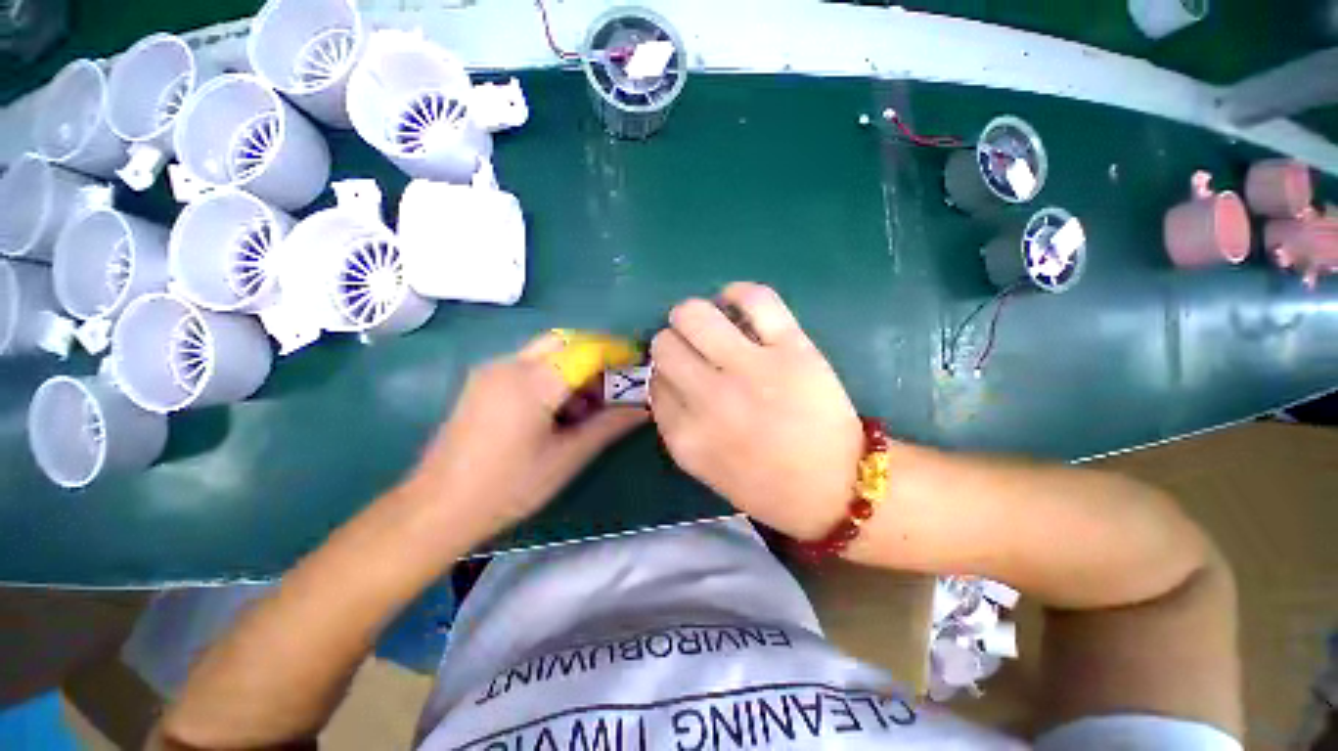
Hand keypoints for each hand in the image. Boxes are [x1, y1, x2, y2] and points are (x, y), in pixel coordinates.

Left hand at [406, 334, 647, 537]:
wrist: (436, 508)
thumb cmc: (508, 487)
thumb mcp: (567, 458)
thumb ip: (608, 426)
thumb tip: (644, 408)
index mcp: (533, 382)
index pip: (586, 350)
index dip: (617, 352)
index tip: (639, 362)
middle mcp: (510, 364)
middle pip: (565, 340)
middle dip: (596, 354)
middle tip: (616, 381)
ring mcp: (492, 371)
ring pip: (546, 351)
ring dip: (575, 366)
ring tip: (590, 405)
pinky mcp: (483, 382)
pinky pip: (528, 365)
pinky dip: (554, 375)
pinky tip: (560, 409)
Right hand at [650, 283, 863, 540]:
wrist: (837, 488)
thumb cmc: (767, 486)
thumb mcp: (704, 467)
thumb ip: (677, 424)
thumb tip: (665, 377)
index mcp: (687, 436)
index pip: (654, 382)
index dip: (665, 374)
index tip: (681, 376)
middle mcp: (710, 400)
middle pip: (664, 345)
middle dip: (673, 344)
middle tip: (695, 351)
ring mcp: (752, 370)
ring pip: (694, 315)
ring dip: (692, 316)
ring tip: (710, 325)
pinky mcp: (791, 348)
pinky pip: (754, 298)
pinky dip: (738, 294)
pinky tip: (736, 304)